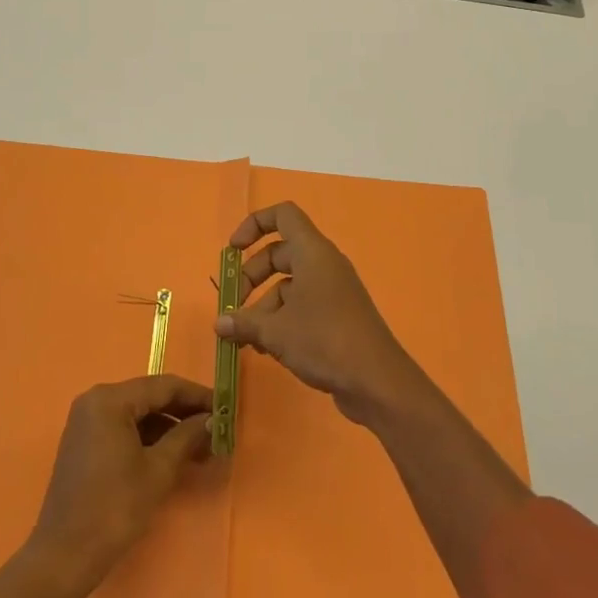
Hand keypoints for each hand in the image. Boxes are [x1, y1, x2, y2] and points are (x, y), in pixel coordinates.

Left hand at [30, 375, 211, 588]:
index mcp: (110, 399)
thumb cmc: (114, 509)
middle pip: (150, 397)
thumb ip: (187, 437)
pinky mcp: (85, 441)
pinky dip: (149, 438)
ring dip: (169, 427)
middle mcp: (95, 400)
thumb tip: (213, 420)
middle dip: (184, 413)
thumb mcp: (158, 471)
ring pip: (138, 413)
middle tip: (217, 429)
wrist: (63, 557)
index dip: (197, 396)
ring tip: (201, 447)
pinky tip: (172, 454)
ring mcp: (87, 420)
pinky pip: (124, 428)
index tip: (225, 408)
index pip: (164, 386)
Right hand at [213, 202, 422, 424]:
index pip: (283, 215)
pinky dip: (282, 319)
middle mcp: (324, 264)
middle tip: (233, 303)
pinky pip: (303, 305)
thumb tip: (219, 323)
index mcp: (312, 252)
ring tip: (245, 338)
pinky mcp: (338, 316)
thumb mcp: (276, 331)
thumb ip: (244, 323)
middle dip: (252, 275)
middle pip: (280, 253)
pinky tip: (266, 349)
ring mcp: (333, 290)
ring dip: (264, 305)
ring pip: (290, 284)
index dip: (254, 224)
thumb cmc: (324, 341)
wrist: (377, 381)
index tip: (232, 250)